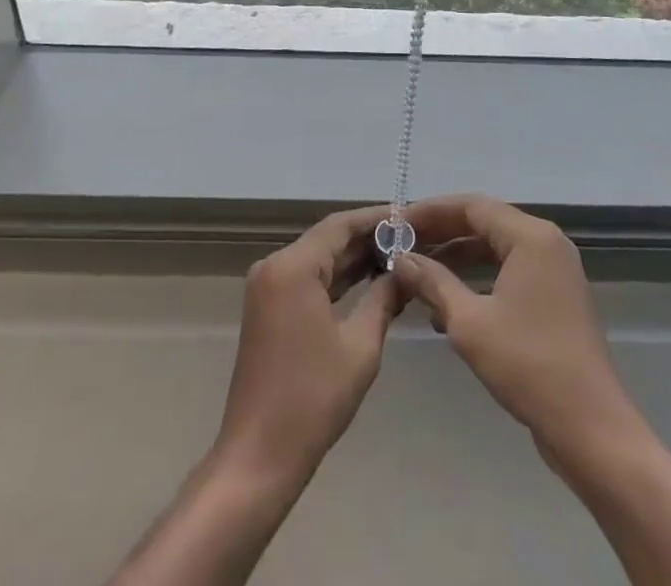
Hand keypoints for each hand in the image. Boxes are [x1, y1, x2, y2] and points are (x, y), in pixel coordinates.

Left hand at [213, 204, 407, 488]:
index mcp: (293, 267)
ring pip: (318, 258)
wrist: (259, 455)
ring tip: (398, 256)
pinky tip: (369, 280)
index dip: (375, 219)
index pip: (339, 225)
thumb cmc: (312, 399)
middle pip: (327, 239)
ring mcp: (267, 287)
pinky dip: (336, 278)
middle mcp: (274, 266)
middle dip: (367, 239)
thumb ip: (384, 299)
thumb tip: (408, 273)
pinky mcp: (268, 307)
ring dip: (353, 259)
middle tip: (411, 239)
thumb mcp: (360, 346)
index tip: (408, 216)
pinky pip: (307, 279)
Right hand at [396, 195, 640, 463]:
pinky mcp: (556, 296)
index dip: (431, 212)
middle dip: (442, 234)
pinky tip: (448, 303)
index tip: (396, 224)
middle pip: (485, 222)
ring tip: (418, 273)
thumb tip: (400, 259)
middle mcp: (546, 242)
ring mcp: (555, 270)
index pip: (472, 206)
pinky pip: (509, 270)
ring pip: (496, 248)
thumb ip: (433, 283)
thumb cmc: (528, 366)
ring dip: (457, 258)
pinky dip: (479, 279)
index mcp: (531, 236)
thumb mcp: (469, 323)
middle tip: (402, 246)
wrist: (591, 429)